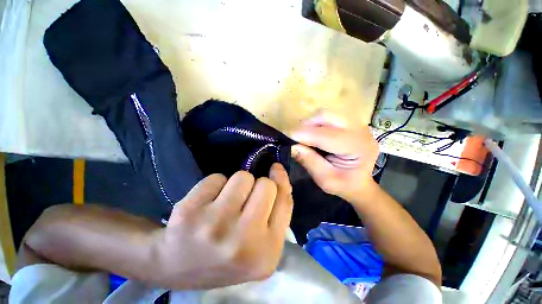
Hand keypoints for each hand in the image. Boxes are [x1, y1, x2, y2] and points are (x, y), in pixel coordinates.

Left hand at [153, 164, 292, 289]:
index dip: (282, 179)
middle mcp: (244, 241)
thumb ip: (277, 212)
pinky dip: (215, 185)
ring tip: (225, 203)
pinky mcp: (190, 212)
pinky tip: (206, 204)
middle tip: (244, 200)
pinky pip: (217, 178)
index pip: (284, 200)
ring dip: (237, 184)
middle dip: (258, 185)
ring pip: (242, 176)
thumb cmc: (227, 255)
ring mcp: (215, 226)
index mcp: (267, 252)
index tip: (276, 168)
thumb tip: (280, 174)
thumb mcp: (261, 243)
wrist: (177, 268)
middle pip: (265, 185)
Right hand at [290, 111, 378, 201]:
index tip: (286, 138)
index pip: (326, 135)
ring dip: (310, 124)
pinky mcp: (349, 123)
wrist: (359, 183)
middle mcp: (360, 130)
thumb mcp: (325, 179)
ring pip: (325, 114)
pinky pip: (327, 118)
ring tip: (304, 137)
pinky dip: (315, 124)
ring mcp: (355, 124)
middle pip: (326, 116)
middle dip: (306, 126)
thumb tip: (292, 146)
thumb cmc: (344, 185)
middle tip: (295, 138)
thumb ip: (309, 161)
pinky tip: (312, 135)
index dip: (304, 134)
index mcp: (358, 148)